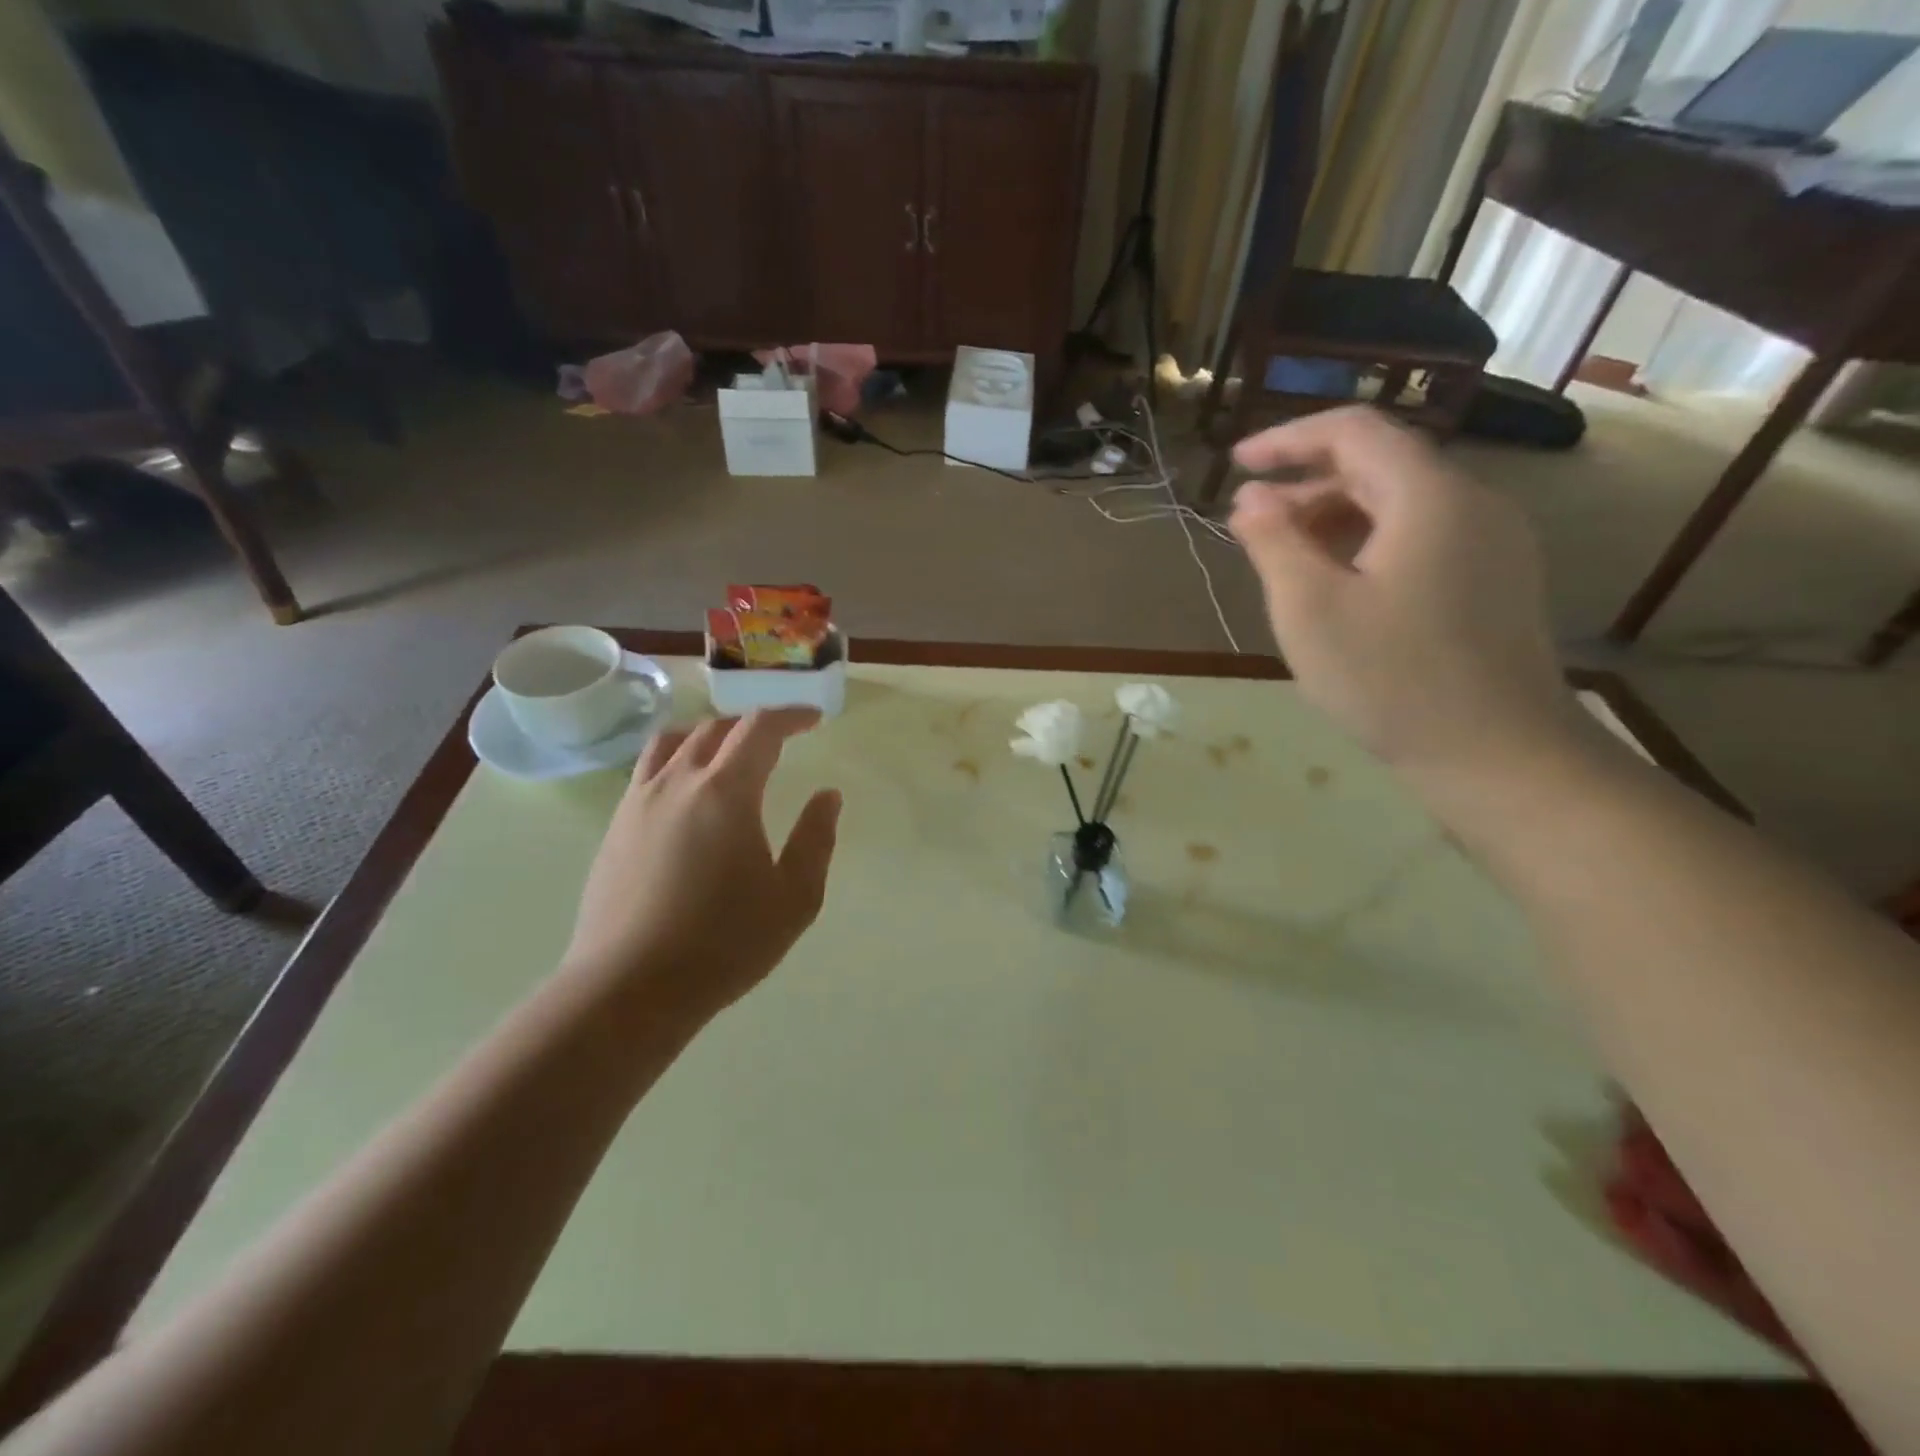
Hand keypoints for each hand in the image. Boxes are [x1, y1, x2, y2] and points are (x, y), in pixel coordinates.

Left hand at [563, 709, 840, 1023]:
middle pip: (715, 728)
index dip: (790, 715)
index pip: (760, 728)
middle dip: (752, 725)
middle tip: (779, 740)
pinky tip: (687, 794)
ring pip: (672, 741)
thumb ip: (815, 839)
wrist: (628, 989)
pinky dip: (676, 760)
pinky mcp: (615, 828)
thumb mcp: (794, 898)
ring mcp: (638, 802)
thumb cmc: (723, 943)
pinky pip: (647, 770)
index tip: (814, 720)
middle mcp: (677, 782)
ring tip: (728, 754)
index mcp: (725, 791)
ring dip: (708, 735)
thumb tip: (827, 796)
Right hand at [1227, 407, 1580, 791]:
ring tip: (1284, 558)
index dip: (1287, 439)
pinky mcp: (1495, 579)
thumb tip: (1250, 498)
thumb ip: (1274, 542)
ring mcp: (1493, 542)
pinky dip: (1368, 543)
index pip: (1354, 431)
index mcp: (1428, 496)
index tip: (1236, 464)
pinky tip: (1337, 586)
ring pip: (1401, 504)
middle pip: (1379, 465)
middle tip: (1249, 525)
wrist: (1497, 754)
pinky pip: (1422, 537)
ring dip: (1334, 517)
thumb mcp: (1310, 609)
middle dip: (1306, 485)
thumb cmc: (1391, 679)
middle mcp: (1472, 502)